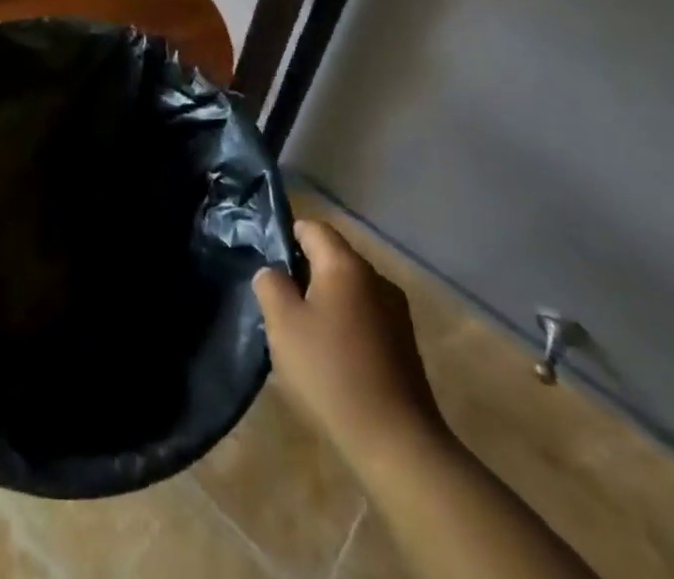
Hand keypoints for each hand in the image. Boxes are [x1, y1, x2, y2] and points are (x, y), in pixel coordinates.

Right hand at [252, 219, 446, 466]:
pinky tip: (332, 356)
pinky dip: (345, 324)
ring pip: (348, 288)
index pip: (312, 227)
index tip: (268, 265)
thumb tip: (274, 273)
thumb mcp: (282, 324)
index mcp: (346, 264)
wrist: (399, 445)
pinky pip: (365, 316)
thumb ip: (270, 284)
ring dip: (325, 300)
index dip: (285, 237)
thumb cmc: (332, 373)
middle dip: (303, 272)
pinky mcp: (405, 344)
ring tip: (303, 333)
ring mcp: (396, 312)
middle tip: (279, 303)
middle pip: (332, 257)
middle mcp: (376, 278)